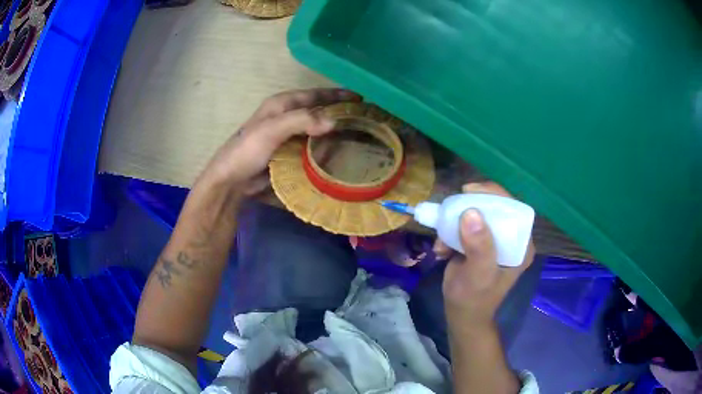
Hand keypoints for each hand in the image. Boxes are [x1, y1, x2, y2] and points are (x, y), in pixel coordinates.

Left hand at [198, 88, 361, 193]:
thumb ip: (301, 120)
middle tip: (365, 122)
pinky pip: (312, 149)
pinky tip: (339, 157)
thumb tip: (333, 121)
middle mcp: (287, 117)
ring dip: (334, 135)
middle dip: (339, 115)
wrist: (231, 181)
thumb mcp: (271, 129)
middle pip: (318, 112)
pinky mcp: (289, 155)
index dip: (337, 95)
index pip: (315, 94)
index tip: (360, 99)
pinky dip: (325, 151)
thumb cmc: (247, 150)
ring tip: (358, 140)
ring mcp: (288, 137)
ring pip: (317, 132)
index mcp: (282, 104)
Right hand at [437, 182, 535, 326]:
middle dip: (469, 209)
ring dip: (455, 224)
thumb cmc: (474, 299)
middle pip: (493, 208)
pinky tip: (441, 250)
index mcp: (520, 244)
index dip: (494, 195)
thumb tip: (471, 213)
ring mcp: (493, 241)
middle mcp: (510, 239)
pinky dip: (449, 234)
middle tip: (451, 208)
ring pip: (476, 216)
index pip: (513, 208)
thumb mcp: (479, 275)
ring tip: (442, 241)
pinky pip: (464, 228)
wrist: (461, 315)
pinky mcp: (478, 244)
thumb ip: (479, 246)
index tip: (469, 190)